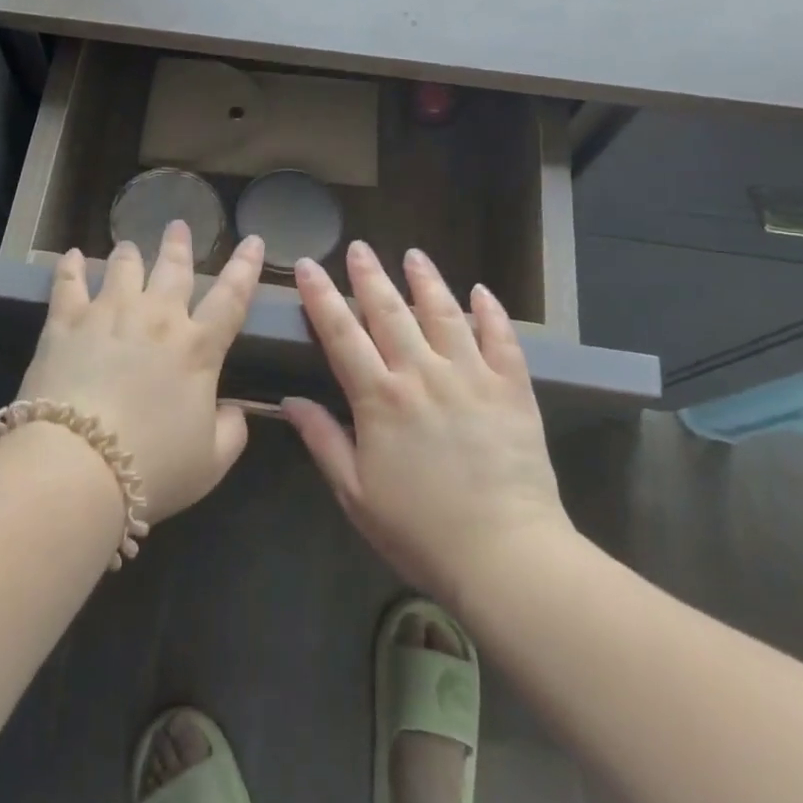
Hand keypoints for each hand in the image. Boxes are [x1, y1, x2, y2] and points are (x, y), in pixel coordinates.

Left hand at [17, 221, 265, 522]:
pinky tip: (73, 256)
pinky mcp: (65, 322)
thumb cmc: (154, 467)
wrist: (79, 465)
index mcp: (198, 348)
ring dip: (130, 252)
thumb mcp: (211, 462)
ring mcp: (108, 314)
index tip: (254, 240)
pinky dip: (71, 266)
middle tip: (178, 225)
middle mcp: (157, 319)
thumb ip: (232, 432)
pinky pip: (68, 283)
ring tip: (129, 244)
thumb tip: (235, 410)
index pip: (232, 297)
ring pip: (123, 267)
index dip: (246, 267)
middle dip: (179, 245)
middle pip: (173, 269)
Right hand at [282, 241, 572, 601]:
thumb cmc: (420, 531)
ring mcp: (471, 377)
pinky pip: (501, 339)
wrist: (505, 555)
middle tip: (358, 247)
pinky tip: (481, 292)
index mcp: (380, 398)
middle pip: (390, 311)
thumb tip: (290, 400)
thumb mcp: (355, 493)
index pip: (341, 333)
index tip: (308, 266)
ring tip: (414, 255)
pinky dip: (491, 312)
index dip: (321, 296)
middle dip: (369, 275)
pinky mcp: (512, 389)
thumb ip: (323, 440)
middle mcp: (422, 374)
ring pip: (444, 314)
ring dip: (426, 281)